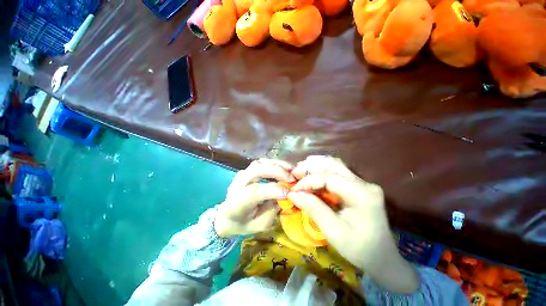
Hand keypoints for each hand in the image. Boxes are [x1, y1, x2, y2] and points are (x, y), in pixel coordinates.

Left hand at [214, 159, 294, 237]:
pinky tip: (284, 167)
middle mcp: (237, 184)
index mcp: (237, 203)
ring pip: (260, 163)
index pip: (255, 191)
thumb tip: (286, 195)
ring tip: (291, 170)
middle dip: (277, 171)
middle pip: (256, 170)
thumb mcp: (260, 225)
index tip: (289, 193)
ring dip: (277, 165)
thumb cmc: (243, 223)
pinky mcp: (247, 170)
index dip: (274, 190)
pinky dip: (274, 163)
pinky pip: (261, 163)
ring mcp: (241, 174)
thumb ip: (272, 211)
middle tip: (292, 178)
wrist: (227, 216)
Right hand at [288, 156, 418, 292]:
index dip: (308, 181)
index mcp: (362, 194)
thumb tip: (292, 194)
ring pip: (335, 165)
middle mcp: (364, 183)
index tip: (294, 189)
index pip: (329, 178)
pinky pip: (337, 173)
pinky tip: (311, 176)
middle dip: (311, 167)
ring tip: (300, 172)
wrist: (382, 258)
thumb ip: (313, 209)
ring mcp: (362, 183)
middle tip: (294, 173)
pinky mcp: (358, 186)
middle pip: (333, 165)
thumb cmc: (359, 249)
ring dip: (315, 166)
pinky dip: (321, 173)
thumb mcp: (333, 231)